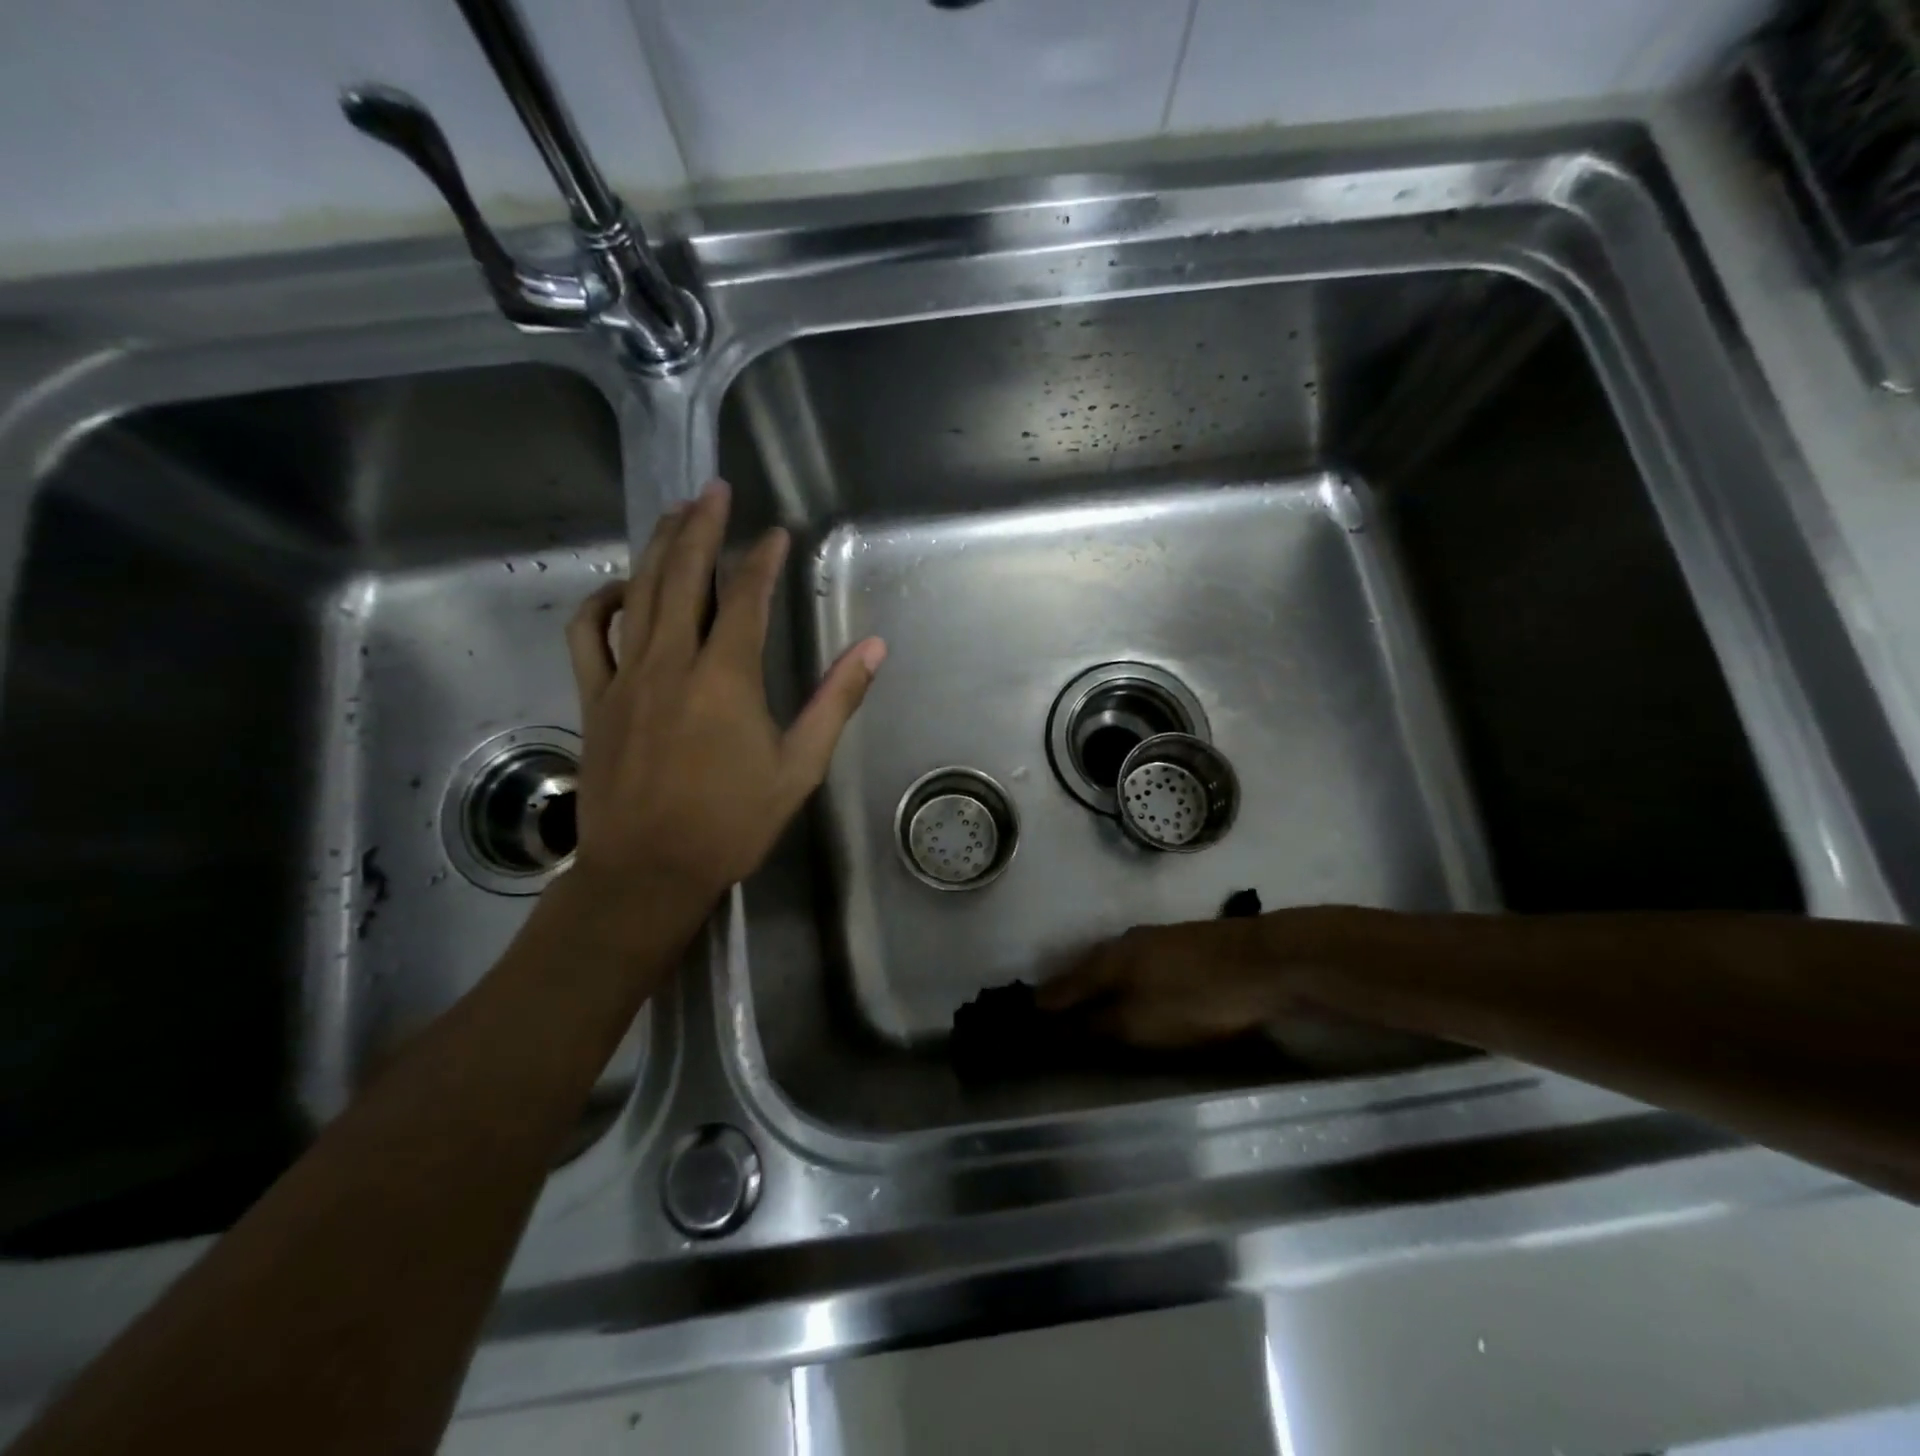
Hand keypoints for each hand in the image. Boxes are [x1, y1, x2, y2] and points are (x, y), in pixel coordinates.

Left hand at [563, 478, 885, 928]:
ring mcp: (625, 677)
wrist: (648, 871)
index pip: (745, 597)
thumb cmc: (731, 823)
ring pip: (638, 593)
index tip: (776, 532)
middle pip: (683, 576)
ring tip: (674, 513)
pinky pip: (587, 634)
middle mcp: (671, 662)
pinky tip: (620, 588)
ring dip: (656, 547)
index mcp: (725, 678)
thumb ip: (835, 702)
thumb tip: (873, 649)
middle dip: (701, 526)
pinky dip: (600, 602)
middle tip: (715, 489)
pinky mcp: (595, 698)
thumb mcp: (799, 767)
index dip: (762, 558)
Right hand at [1037, 908, 1372, 1047]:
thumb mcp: (1140, 1023)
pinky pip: (1133, 967)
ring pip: (1109, 968)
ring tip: (1086, 1012)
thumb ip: (1095, 1026)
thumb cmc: (1196, 998)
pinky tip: (1130, 995)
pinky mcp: (1179, 945)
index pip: (1059, 988)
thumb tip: (1051, 1028)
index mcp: (1105, 961)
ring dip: (1094, 989)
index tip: (1022, 1028)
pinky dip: (1121, 984)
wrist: (1267, 962)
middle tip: (1049, 1023)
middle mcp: (1121, 944)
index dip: (1041, 1009)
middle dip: (1065, 996)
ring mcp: (1153, 941)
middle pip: (1082, 974)